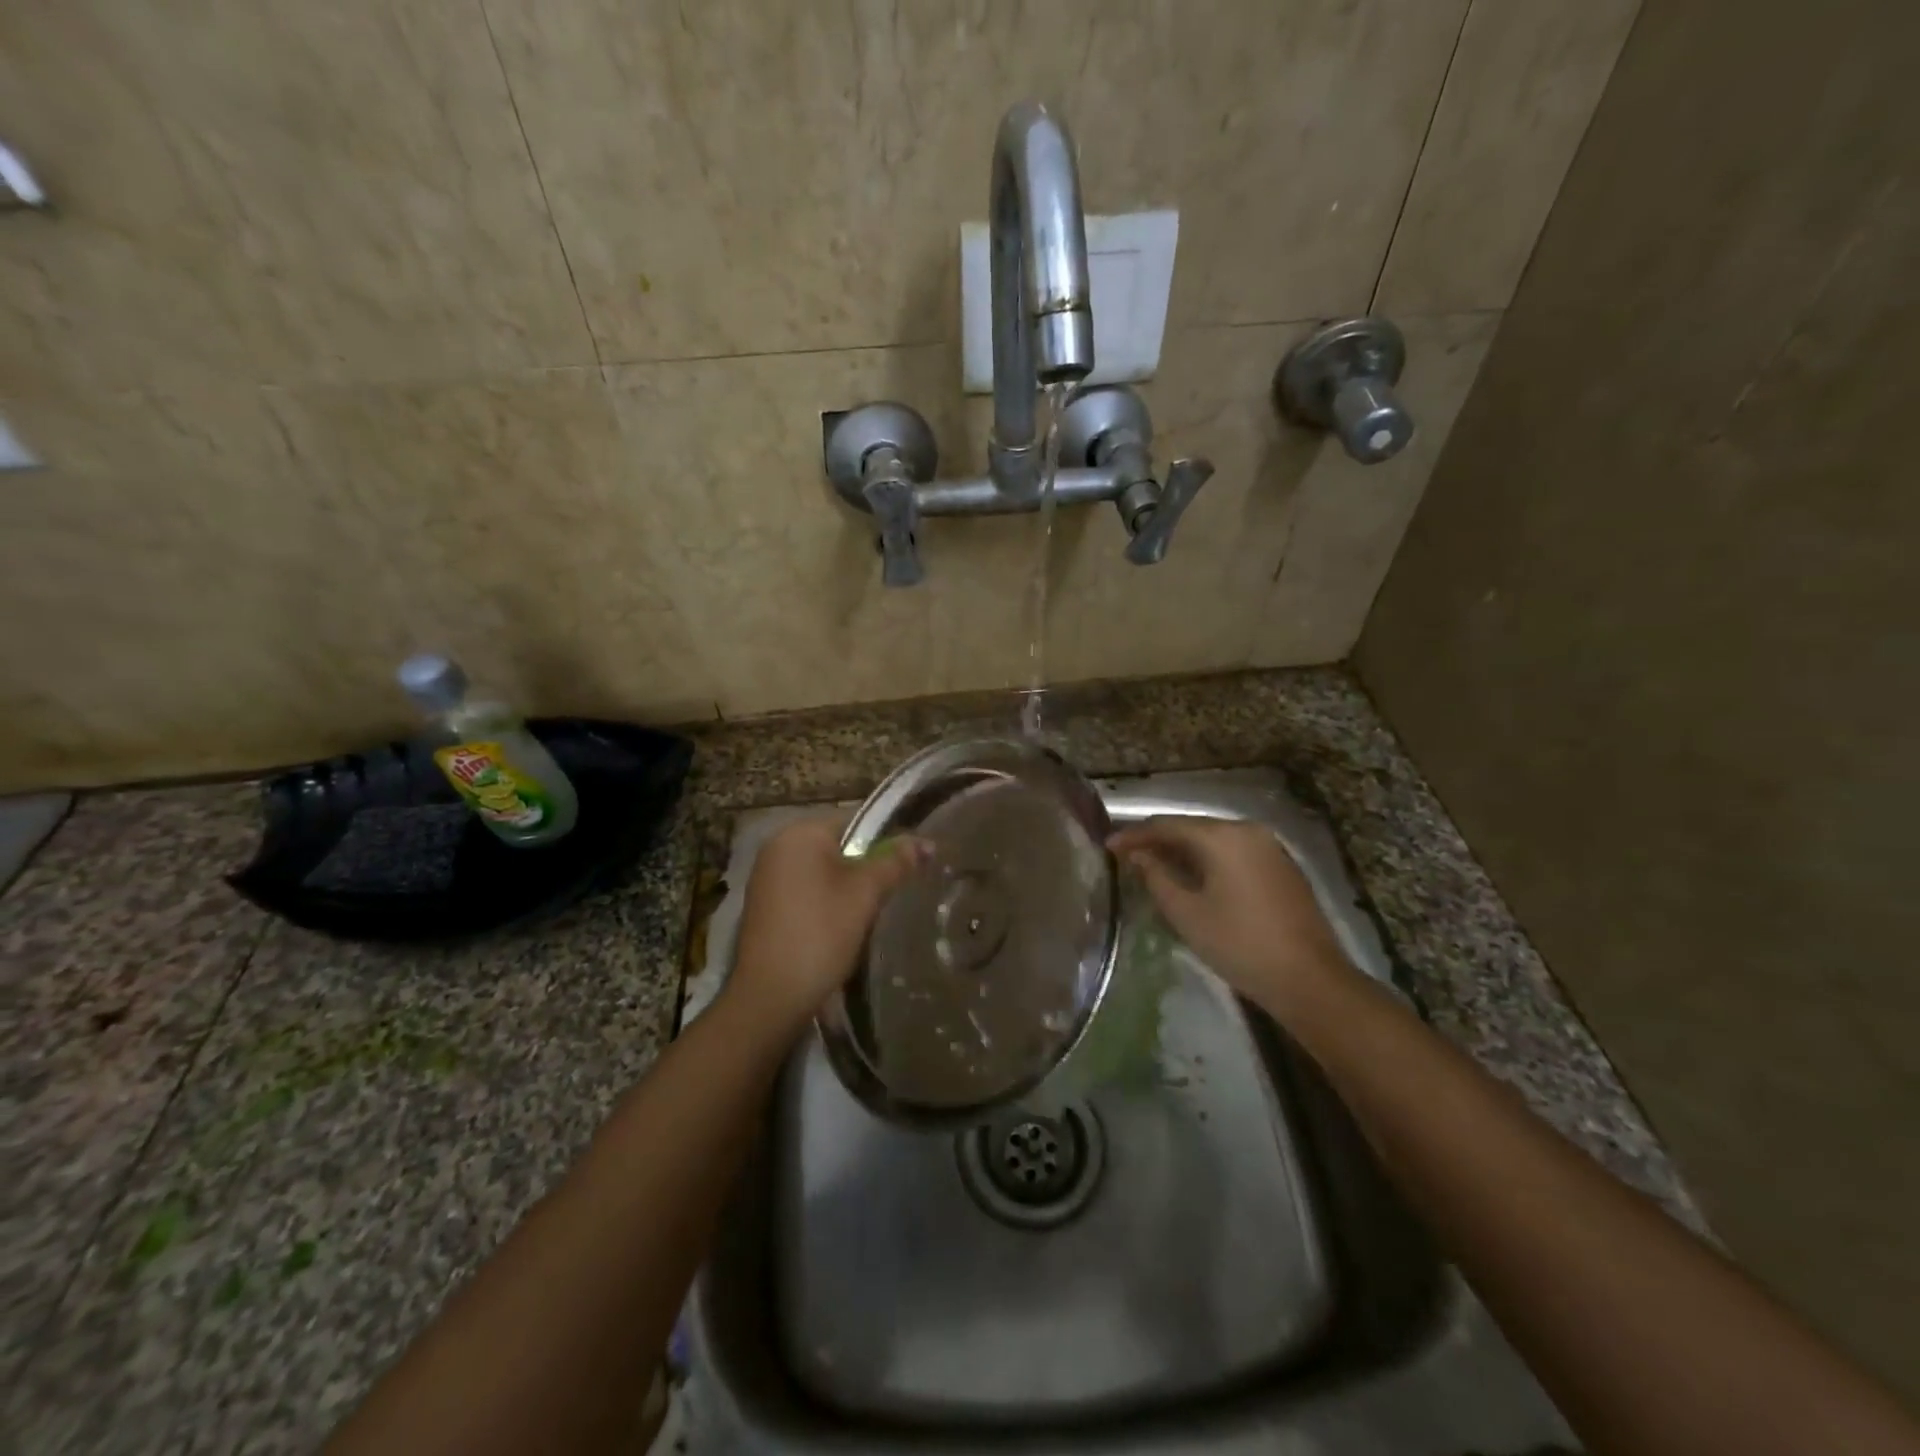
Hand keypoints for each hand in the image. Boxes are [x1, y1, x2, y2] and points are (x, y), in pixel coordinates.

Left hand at [725, 814, 929, 1033]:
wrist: (771, 996)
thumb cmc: (820, 933)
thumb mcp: (865, 893)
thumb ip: (896, 862)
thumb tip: (927, 842)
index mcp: (798, 833)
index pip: (855, 822)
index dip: (886, 841)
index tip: (908, 866)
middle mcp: (777, 847)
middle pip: (838, 846)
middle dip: (866, 868)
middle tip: (892, 893)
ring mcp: (766, 878)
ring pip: (823, 872)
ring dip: (847, 889)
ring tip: (871, 913)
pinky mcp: (764, 907)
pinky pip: (806, 892)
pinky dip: (826, 904)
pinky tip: (841, 929)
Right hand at [1107, 816, 1353, 1014]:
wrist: (1309, 979)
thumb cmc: (1239, 944)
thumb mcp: (1186, 913)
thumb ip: (1156, 876)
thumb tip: (1138, 855)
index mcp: (1222, 836)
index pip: (1166, 825)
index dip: (1134, 835)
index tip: (1108, 846)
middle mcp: (1247, 830)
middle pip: (1191, 827)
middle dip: (1158, 840)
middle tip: (1127, 856)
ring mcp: (1269, 847)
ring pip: (1213, 840)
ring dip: (1182, 850)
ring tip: (1153, 866)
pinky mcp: (1281, 867)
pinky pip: (1233, 852)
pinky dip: (1207, 859)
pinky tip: (1192, 877)